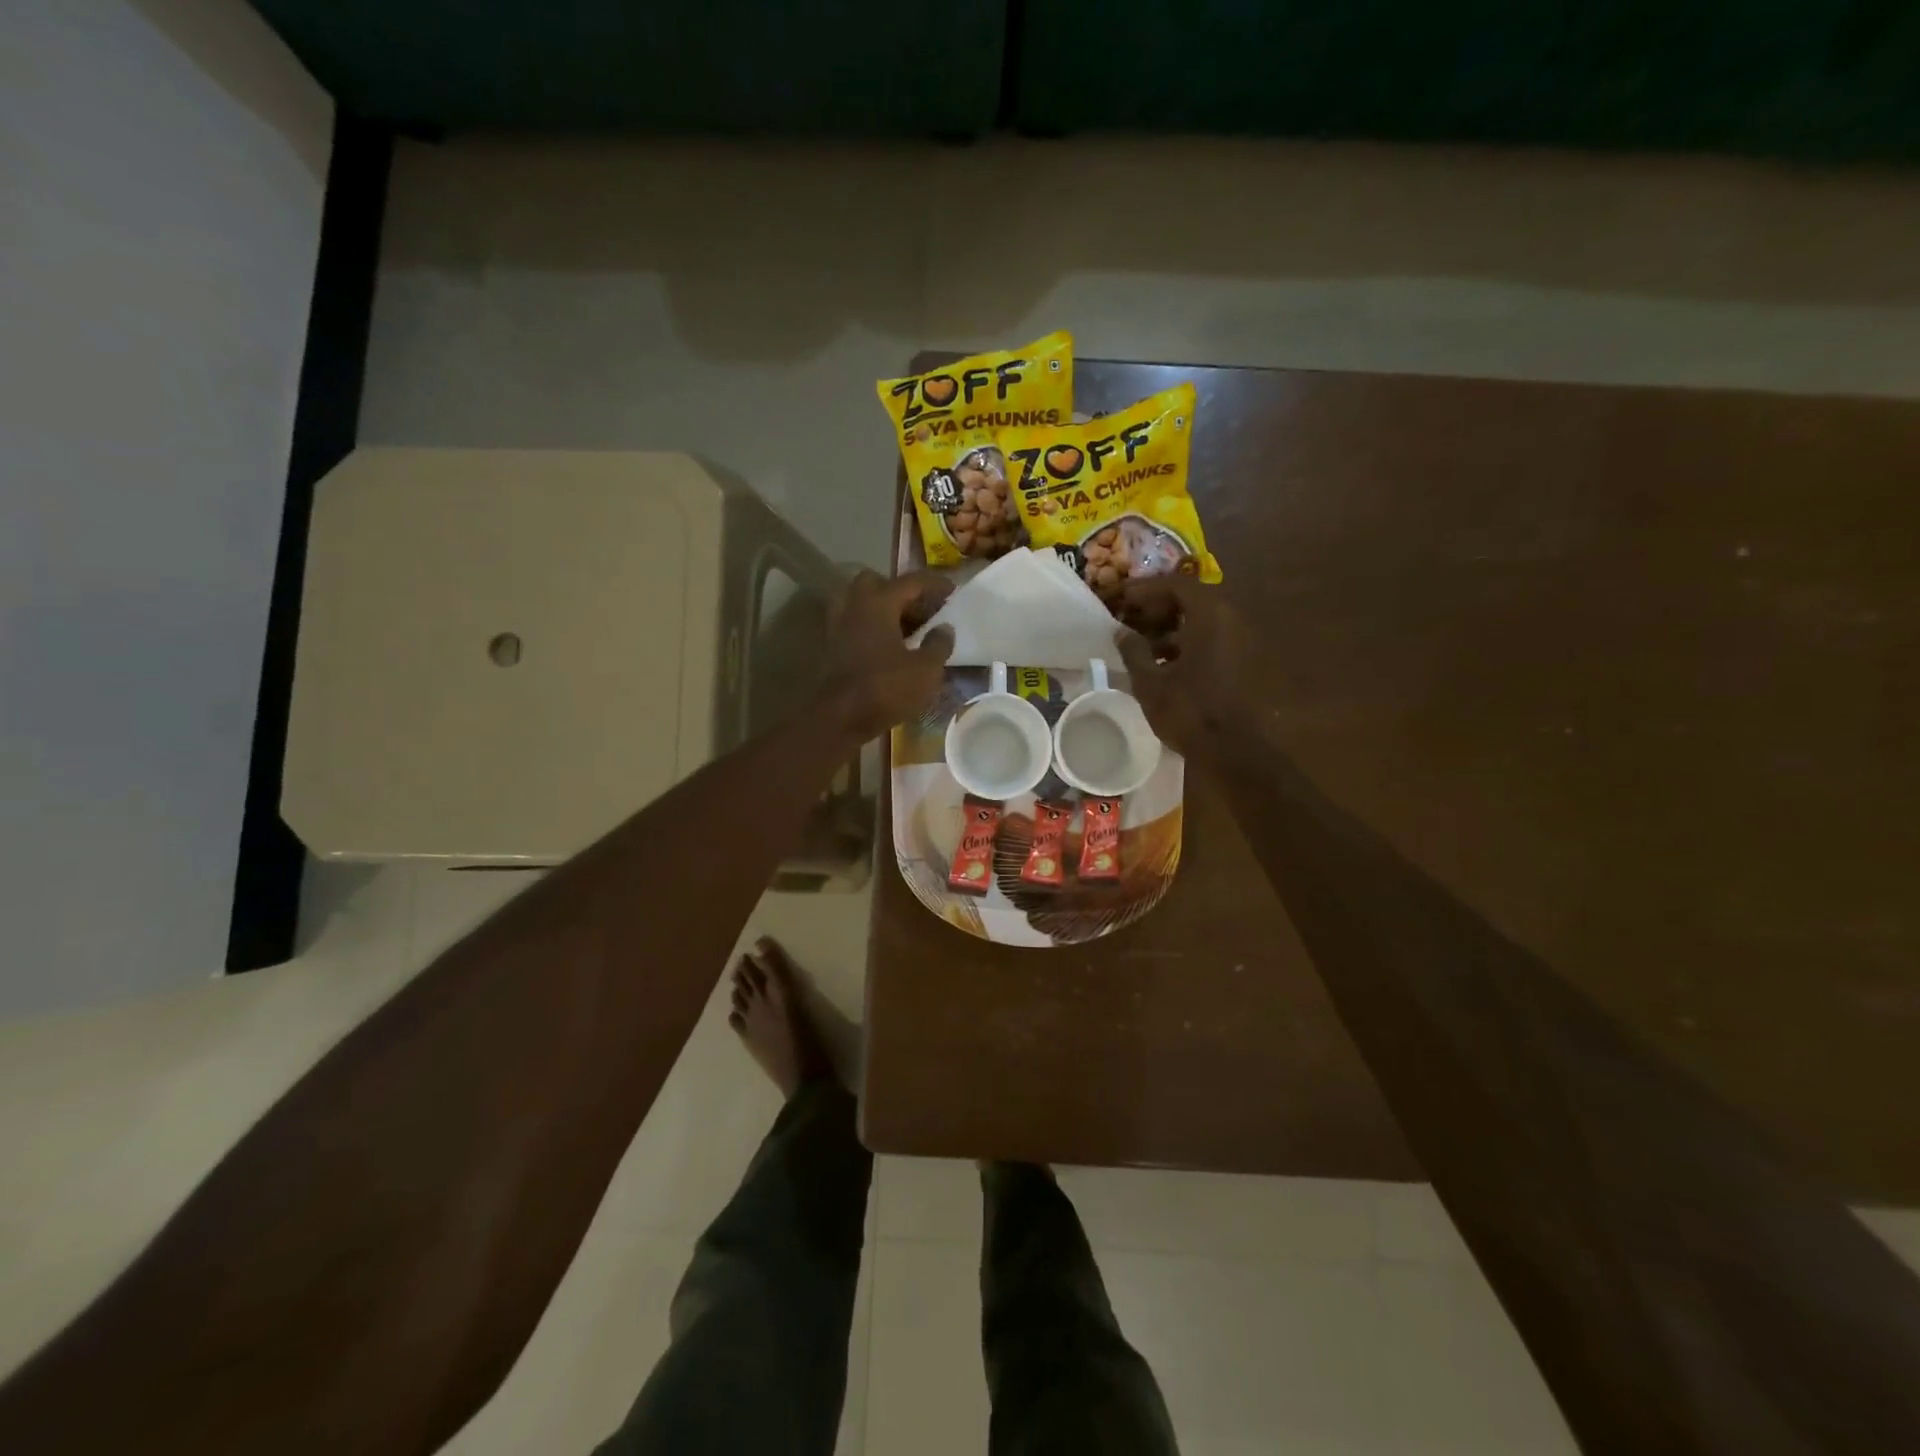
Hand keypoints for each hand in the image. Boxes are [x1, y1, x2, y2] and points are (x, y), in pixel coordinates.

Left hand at [821, 569, 955, 739]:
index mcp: (879, 602)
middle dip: (899, 591)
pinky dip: (868, 626)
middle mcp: (854, 605)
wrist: (838, 718)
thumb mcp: (926, 670)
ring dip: (881, 608)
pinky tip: (884, 645)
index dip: (935, 584)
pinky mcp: (830, 645)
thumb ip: (939, 645)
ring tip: (902, 627)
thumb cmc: (885, 689)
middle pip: (876, 582)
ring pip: (859, 602)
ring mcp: (837, 624)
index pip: (911, 581)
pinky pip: (852, 623)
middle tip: (920, 609)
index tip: (953, 590)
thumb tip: (945, 629)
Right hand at [1114, 576, 1249, 752]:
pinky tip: (1164, 664)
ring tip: (1142, 645)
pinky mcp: (1243, 662)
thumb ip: (1133, 651)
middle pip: (1191, 599)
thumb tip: (1120, 631)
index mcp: (1209, 616)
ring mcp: (1240, 641)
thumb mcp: (1150, 682)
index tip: (1121, 600)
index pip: (1176, 583)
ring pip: (1202, 621)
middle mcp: (1230, 620)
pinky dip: (1187, 643)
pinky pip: (1212, 640)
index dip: (1145, 588)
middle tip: (1129, 620)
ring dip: (1171, 627)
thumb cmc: (1189, 711)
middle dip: (1157, 607)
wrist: (1235, 750)